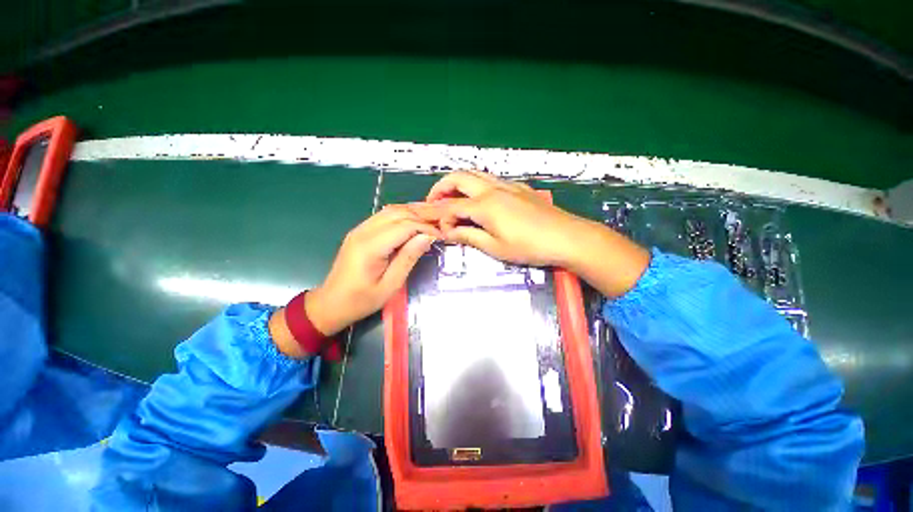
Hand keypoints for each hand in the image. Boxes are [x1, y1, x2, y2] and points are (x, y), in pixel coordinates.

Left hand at [271, 205, 439, 357]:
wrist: (331, 303)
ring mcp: (360, 229)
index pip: (405, 226)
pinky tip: (413, 221)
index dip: (426, 228)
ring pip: (391, 210)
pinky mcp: (360, 231)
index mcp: (371, 246)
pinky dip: (402, 215)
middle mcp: (364, 231)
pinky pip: (384, 215)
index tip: (441, 236)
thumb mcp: (390, 285)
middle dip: (422, 216)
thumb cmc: (362, 300)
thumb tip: (427, 237)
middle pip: (398, 213)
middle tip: (440, 224)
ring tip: (431, 220)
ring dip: (413, 212)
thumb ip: (408, 258)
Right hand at [426, 170, 585, 266]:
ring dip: (458, 183)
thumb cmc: (529, 247)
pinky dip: (475, 185)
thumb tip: (449, 232)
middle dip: (441, 188)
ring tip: (452, 199)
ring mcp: (507, 185)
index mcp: (484, 205)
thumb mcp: (495, 247)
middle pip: (458, 178)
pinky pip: (490, 179)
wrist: (567, 237)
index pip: (451, 206)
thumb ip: (469, 236)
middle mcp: (492, 189)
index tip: (434, 226)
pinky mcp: (518, 187)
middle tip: (434, 203)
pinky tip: (478, 200)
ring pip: (474, 174)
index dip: (438, 216)